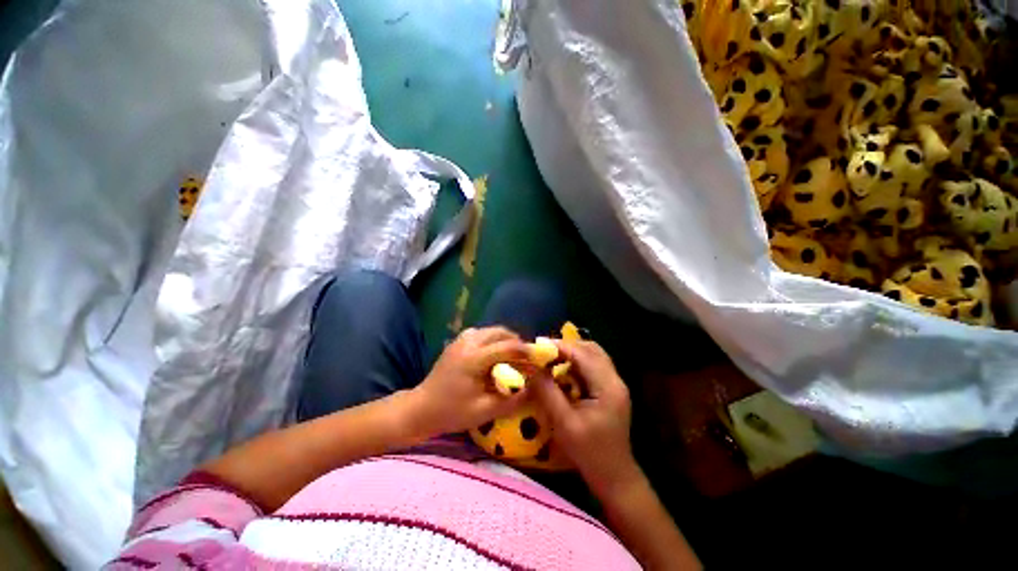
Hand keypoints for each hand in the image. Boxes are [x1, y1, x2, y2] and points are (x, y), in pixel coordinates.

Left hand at [411, 326, 529, 435]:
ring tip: (513, 355)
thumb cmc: (451, 412)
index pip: (507, 347)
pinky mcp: (457, 342)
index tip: (540, 356)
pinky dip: (493, 338)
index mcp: (474, 359)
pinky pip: (481, 333)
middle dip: (517, 341)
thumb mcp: (484, 411)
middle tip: (526, 357)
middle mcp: (468, 343)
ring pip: (491, 330)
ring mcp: (461, 340)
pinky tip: (494, 353)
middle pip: (500, 332)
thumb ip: (511, 399)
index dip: (526, 351)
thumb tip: (533, 387)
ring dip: (505, 339)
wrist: (421, 408)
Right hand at [532, 339, 638, 496]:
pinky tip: (563, 372)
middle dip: (566, 346)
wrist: (615, 477)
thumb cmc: (589, 453)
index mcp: (608, 386)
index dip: (559, 346)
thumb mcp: (564, 423)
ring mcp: (615, 384)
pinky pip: (593, 366)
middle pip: (591, 349)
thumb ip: (548, 393)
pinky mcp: (611, 390)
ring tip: (551, 359)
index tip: (537, 345)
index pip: (583, 354)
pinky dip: (577, 363)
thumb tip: (534, 369)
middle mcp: (615, 380)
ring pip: (593, 355)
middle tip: (544, 352)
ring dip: (572, 353)